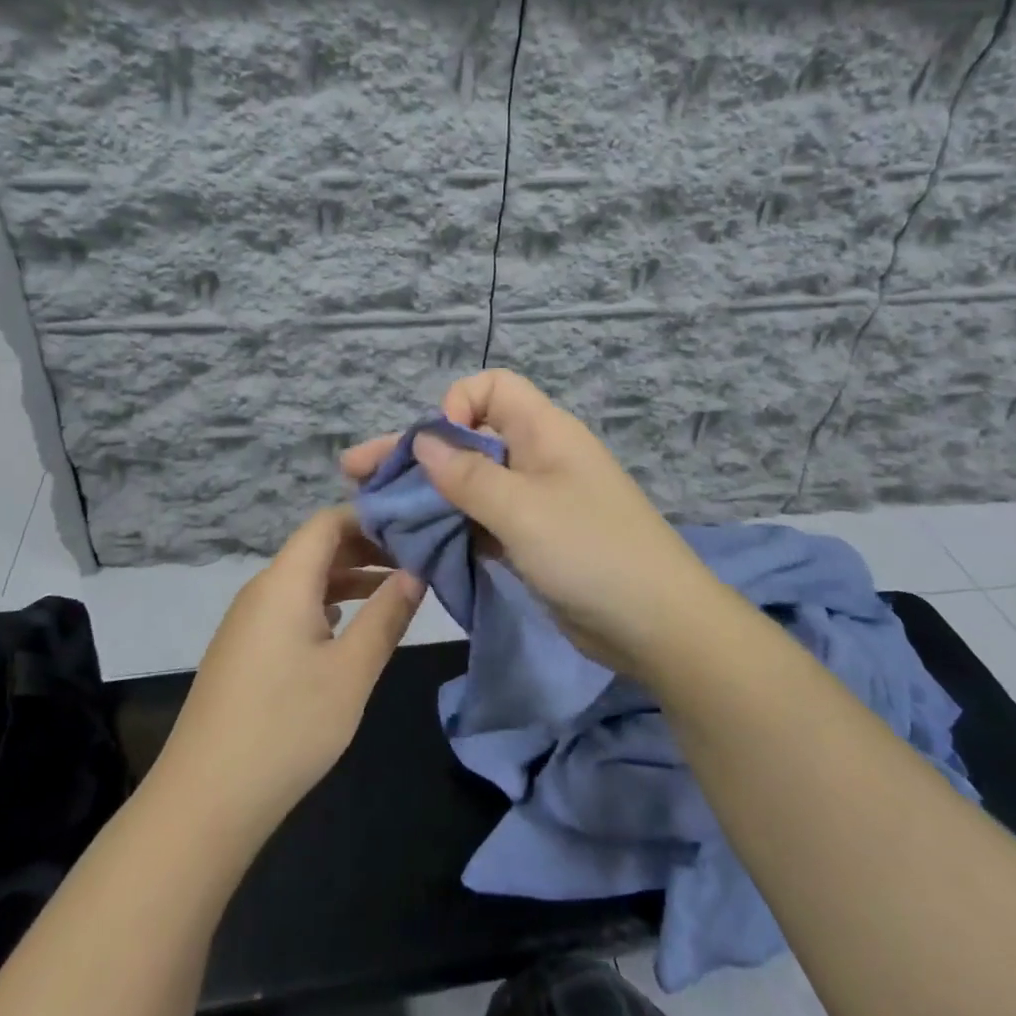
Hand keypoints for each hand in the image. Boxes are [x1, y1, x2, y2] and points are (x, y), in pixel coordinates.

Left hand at [151, 508, 425, 840]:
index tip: (413, 529)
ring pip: (305, 579)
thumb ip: (387, 616)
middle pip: (317, 548)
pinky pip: (291, 607)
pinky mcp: (244, 649)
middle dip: (367, 548)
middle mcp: (263, 589)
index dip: (371, 517)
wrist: (204, 801)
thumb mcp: (351, 671)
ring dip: (349, 579)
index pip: (328, 521)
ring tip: (394, 591)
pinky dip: (326, 605)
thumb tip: (416, 572)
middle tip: (416, 560)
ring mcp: (248, 620)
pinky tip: (349, 628)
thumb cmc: (287, 727)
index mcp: (285, 581)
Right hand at [340, 370, 717, 678]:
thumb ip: (467, 475)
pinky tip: (413, 542)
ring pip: (471, 484)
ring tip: (375, 511)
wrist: (657, 626)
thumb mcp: (522, 509)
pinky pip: (482, 521)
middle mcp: (536, 458)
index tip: (436, 446)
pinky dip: (451, 527)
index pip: (491, 388)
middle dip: (416, 453)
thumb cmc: (590, 552)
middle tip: (357, 472)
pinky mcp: (532, 541)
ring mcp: (534, 502)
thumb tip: (423, 440)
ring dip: (428, 494)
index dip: (457, 405)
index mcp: (543, 432)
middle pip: (468, 440)